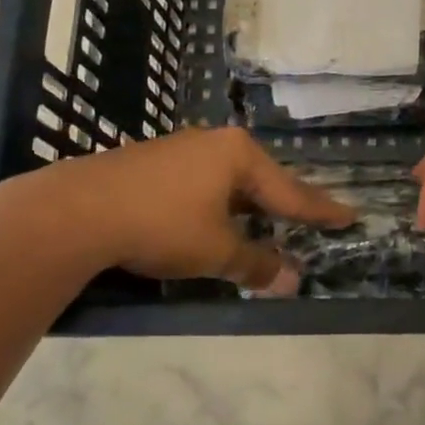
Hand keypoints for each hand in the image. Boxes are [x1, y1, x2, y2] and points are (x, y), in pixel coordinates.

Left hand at [0, 127, 354, 293]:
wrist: (75, 210)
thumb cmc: (160, 225)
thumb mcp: (214, 250)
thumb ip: (255, 264)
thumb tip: (291, 282)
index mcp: (238, 155)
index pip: (291, 191)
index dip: (320, 210)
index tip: (349, 216)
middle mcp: (213, 143)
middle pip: (261, 180)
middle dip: (283, 204)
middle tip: (310, 219)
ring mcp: (180, 148)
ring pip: (228, 180)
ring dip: (247, 206)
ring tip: (264, 222)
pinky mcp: (151, 161)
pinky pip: (201, 182)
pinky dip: (216, 204)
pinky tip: (210, 218)